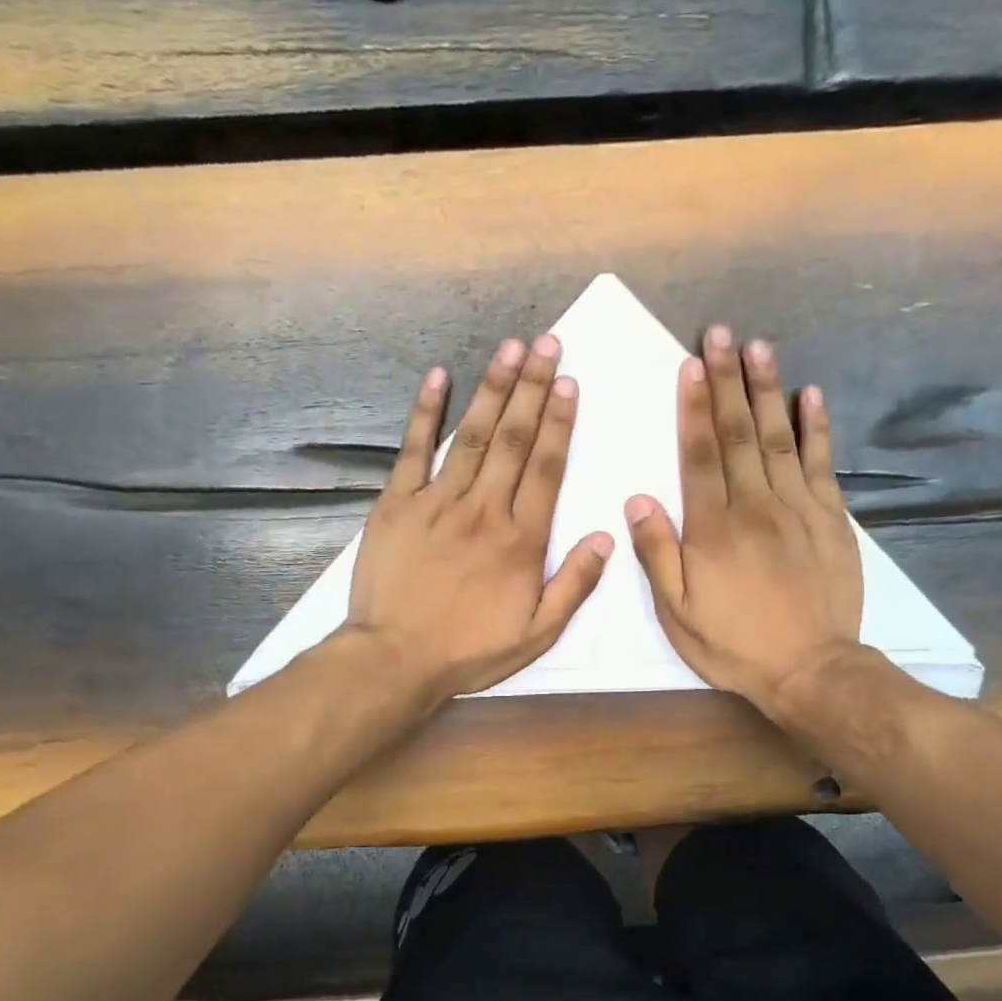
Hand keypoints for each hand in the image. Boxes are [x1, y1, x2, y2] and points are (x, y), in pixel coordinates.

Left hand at [346, 335, 613, 705]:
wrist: (396, 658)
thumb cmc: (469, 650)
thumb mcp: (537, 633)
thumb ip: (574, 584)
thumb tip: (605, 536)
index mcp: (520, 539)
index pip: (546, 468)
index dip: (559, 423)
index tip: (569, 382)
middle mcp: (483, 509)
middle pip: (514, 439)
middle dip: (532, 387)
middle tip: (547, 343)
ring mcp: (437, 502)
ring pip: (473, 435)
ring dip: (493, 389)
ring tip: (510, 348)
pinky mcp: (396, 504)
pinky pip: (414, 450)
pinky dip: (425, 412)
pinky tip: (438, 377)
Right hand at [625, 326, 862, 717]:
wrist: (811, 669)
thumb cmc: (734, 644)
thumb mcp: (677, 612)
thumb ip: (657, 554)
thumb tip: (638, 499)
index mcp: (712, 528)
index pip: (699, 454)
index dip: (693, 407)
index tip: (690, 364)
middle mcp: (755, 506)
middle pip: (739, 433)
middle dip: (727, 381)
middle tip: (722, 334)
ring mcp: (798, 508)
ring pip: (780, 438)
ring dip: (768, 390)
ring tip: (760, 347)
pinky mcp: (831, 520)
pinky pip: (822, 464)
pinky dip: (817, 428)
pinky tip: (811, 395)